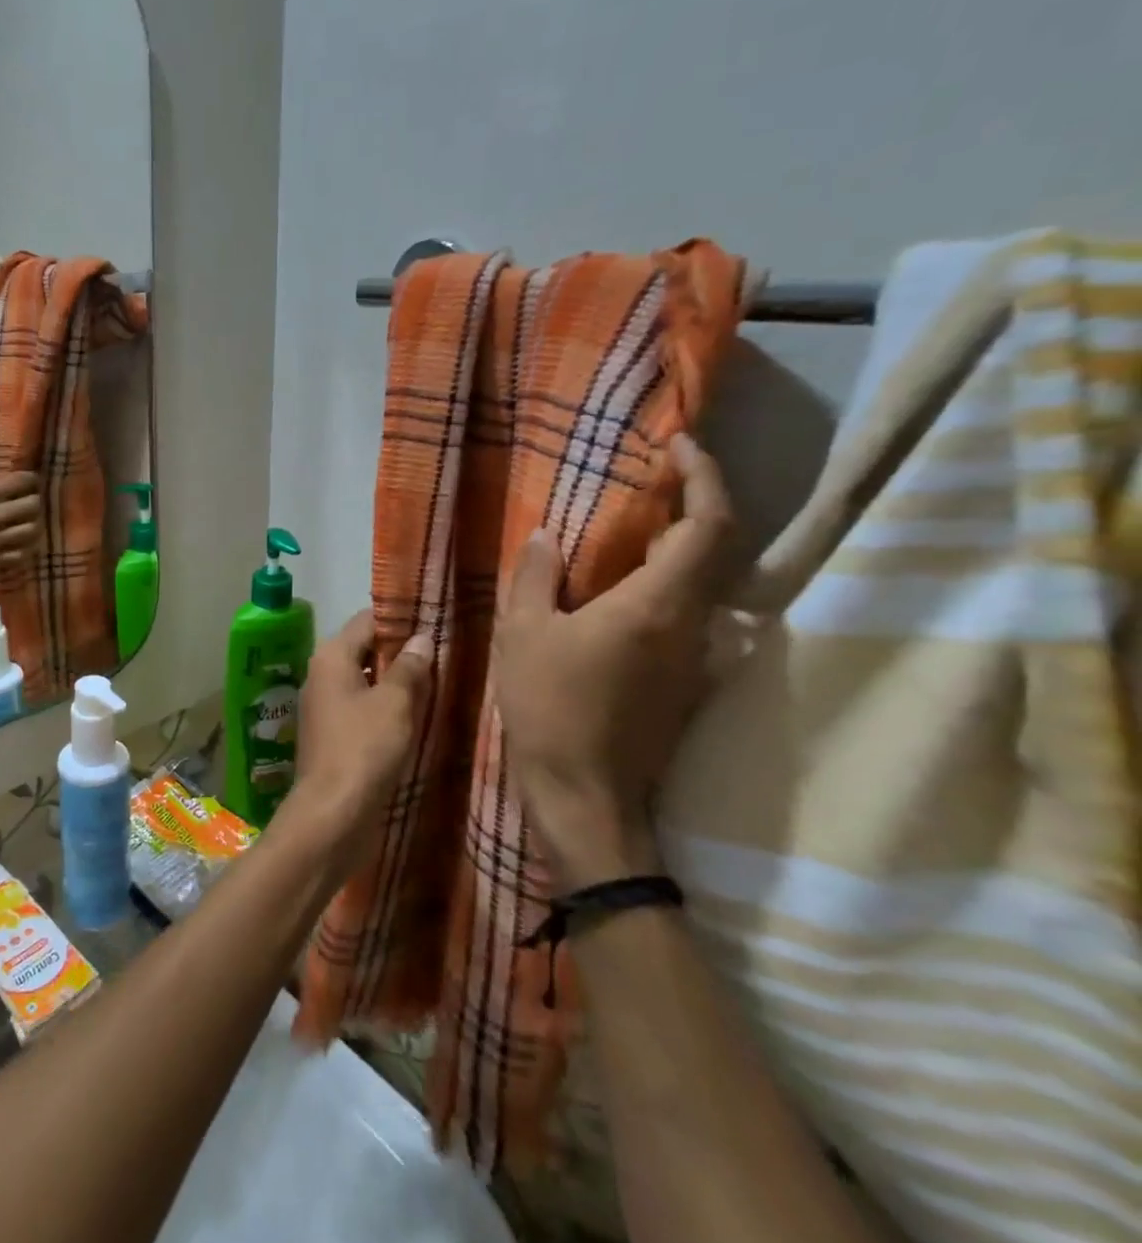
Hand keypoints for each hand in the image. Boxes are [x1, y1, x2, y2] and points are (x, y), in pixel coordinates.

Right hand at [0, 472, 41, 574]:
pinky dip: (27, 548)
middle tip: (31, 501)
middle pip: (32, 505)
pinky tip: (22, 542)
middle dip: (35, 500)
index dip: (30, 479)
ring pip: (32, 530)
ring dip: (34, 523)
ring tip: (29, 522)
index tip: (30, 481)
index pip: (21, 482)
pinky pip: (22, 555)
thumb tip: (8, 482)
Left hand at [279, 610, 432, 880]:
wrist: (332, 812)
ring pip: (365, 680)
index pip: (366, 620)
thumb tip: (421, 638)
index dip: (400, 618)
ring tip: (438, 681)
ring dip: (395, 681)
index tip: (435, 621)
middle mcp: (322, 674)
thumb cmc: (364, 748)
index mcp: (331, 656)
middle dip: (401, 651)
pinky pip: (362, 707)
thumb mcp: (395, 703)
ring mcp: (324, 706)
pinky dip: (385, 706)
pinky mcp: (332, 734)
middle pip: (365, 649)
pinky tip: (416, 715)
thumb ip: (409, 668)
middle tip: (443, 652)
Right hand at [492, 433, 733, 887]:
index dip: (704, 476)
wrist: (586, 797)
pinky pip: (689, 611)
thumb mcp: (522, 635)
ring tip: (632, 528)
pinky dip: (669, 580)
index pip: (708, 525)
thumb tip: (544, 536)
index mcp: (656, 605)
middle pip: (719, 549)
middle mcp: (694, 625)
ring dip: (682, 544)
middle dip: (697, 503)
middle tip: (654, 480)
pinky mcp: (686, 681)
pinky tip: (623, 586)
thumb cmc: (550, 709)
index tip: (680, 446)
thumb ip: (534, 578)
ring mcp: (697, 656)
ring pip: (707, 582)